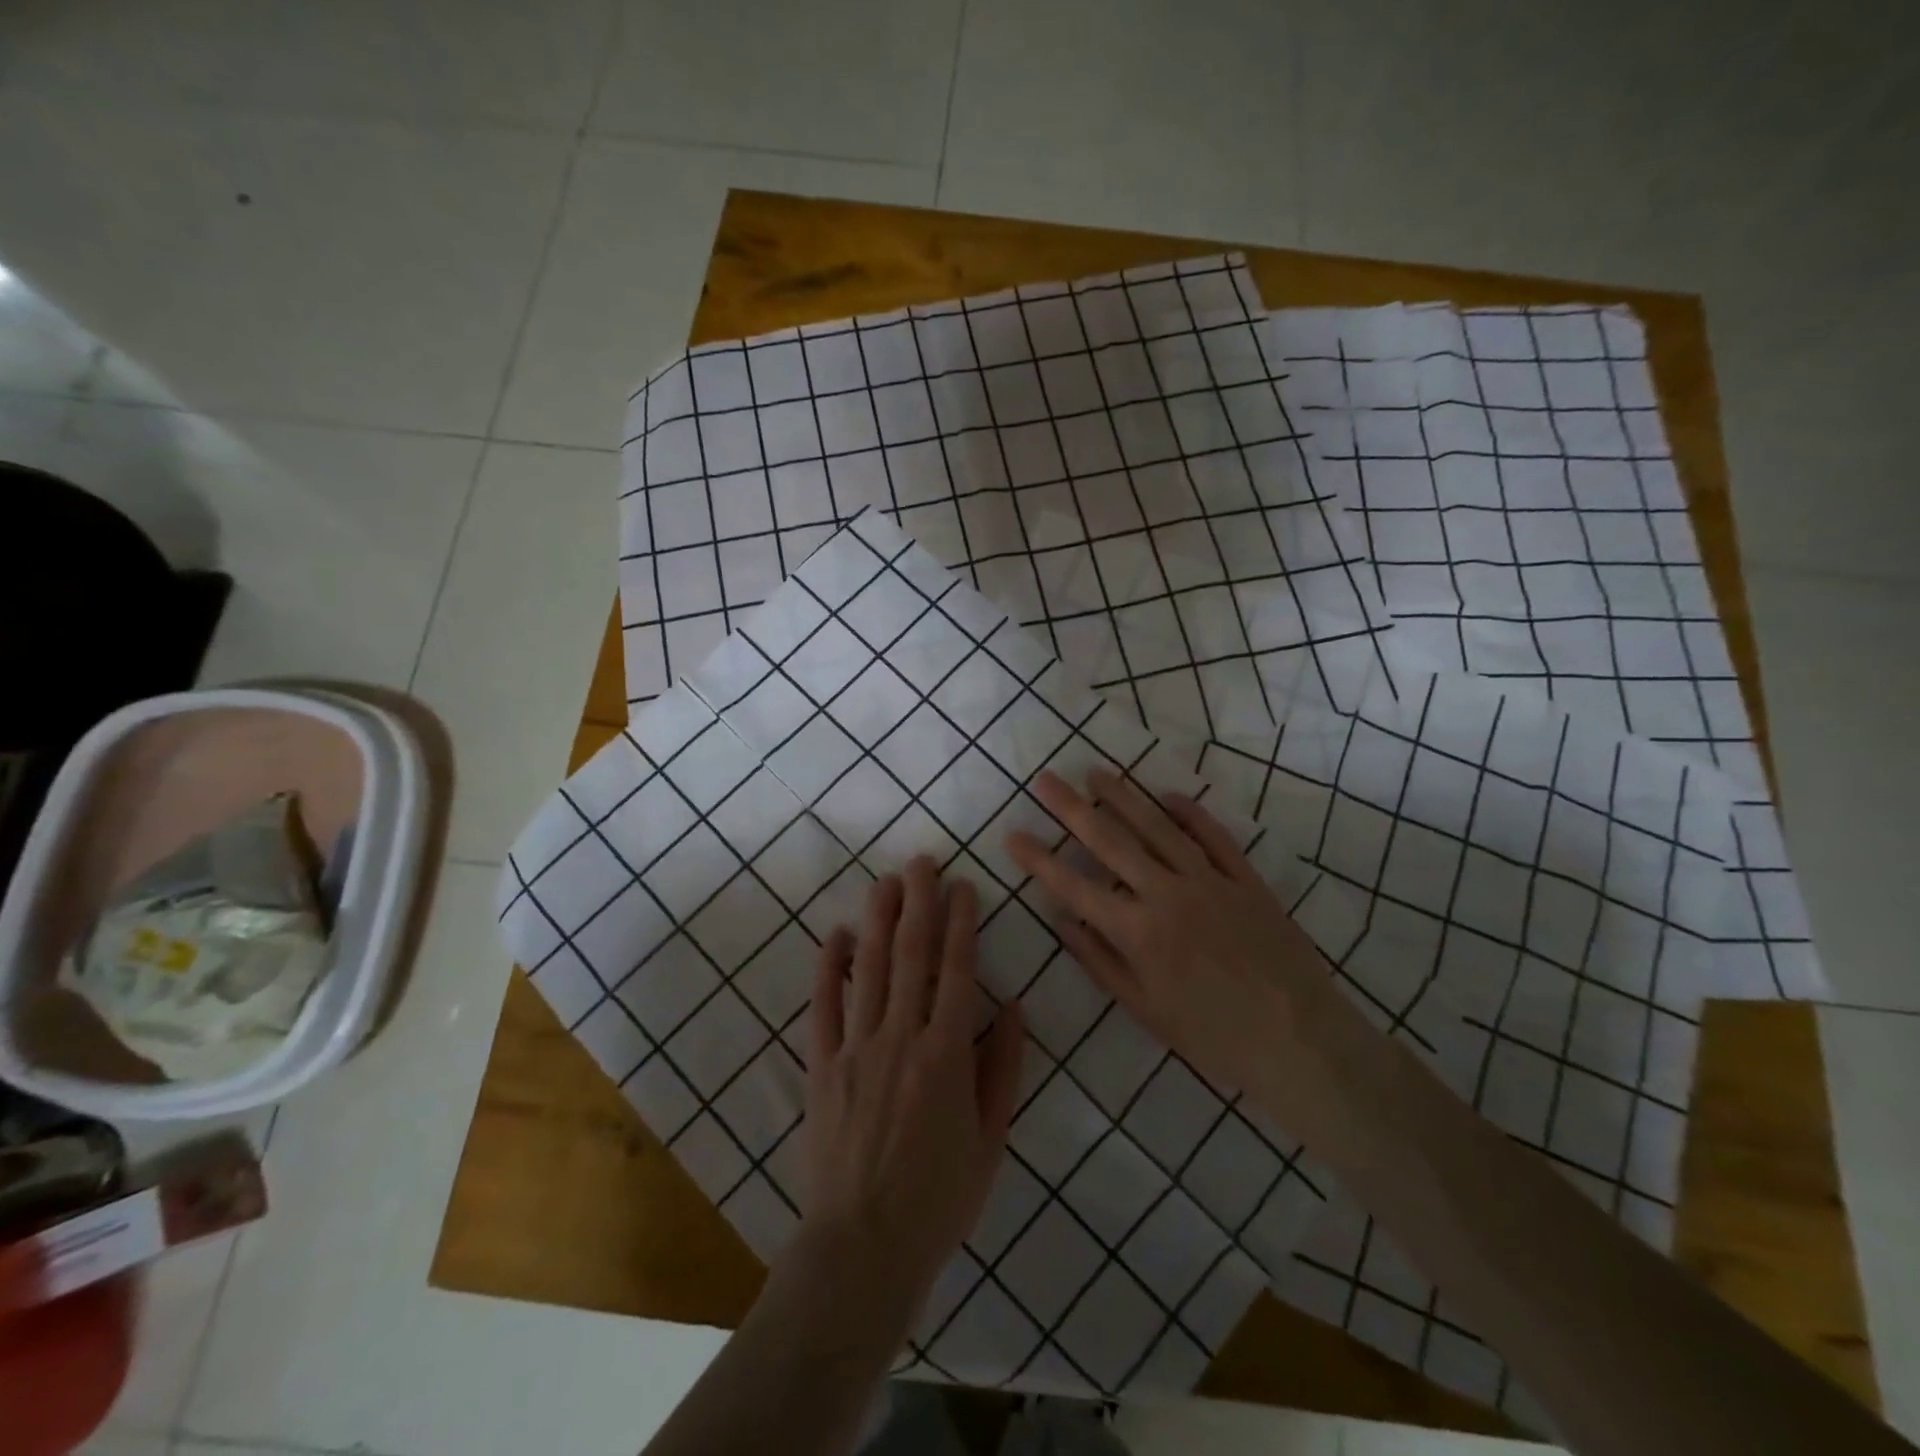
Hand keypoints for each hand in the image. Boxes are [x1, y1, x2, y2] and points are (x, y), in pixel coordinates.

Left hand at [795, 856, 1024, 1326]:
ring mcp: (856, 1047)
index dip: (961, 922)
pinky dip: (828, 966)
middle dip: (919, 902)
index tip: (964, 886)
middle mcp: (901, 1037)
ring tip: (887, 880)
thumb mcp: (991, 1139)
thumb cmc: (939, 1197)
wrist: (863, 1246)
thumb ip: (1003, 1067)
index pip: (957, 970)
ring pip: (869, 968)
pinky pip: (824, 1004)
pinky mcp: (822, 1064)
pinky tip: (835, 933)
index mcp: (947, 1055)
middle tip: (923, 861)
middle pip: (912, 954)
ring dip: (878, 918)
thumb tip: (1014, 1005)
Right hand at [1006, 768, 1333, 1102]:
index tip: (1013, 835)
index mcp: (1137, 932)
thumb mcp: (1146, 1010)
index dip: (1039, 860)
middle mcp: (1166, 894)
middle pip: (1110, 841)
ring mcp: (1208, 881)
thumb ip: (1101, 962)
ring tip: (1096, 773)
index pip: (1074, 887)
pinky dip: (1191, 813)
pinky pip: (1214, 837)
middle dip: (1072, 809)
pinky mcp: (1244, 880)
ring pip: (1158, 827)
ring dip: (1124, 797)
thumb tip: (1063, 922)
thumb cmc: (1213, 1037)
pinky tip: (1169, 795)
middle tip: (1046, 780)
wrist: (1299, 1041)